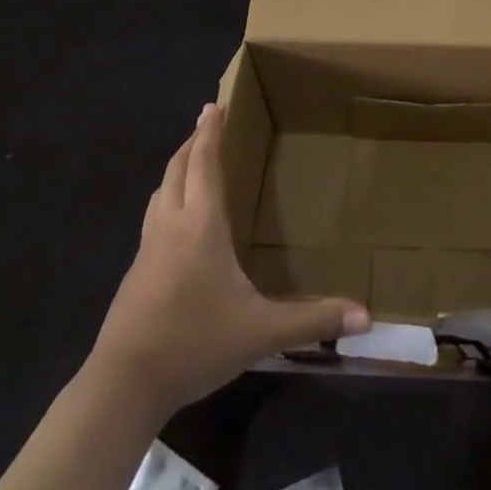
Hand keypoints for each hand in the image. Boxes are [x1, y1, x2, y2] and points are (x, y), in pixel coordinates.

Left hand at [90, 103, 369, 413]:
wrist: (123, 385)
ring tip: (192, 166)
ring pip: (160, 193)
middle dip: (192, 143)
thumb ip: (312, 320)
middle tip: (206, 125)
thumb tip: (366, 317)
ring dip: (176, 171)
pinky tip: (177, 226)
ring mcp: (147, 249)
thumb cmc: (195, 342)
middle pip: (177, 170)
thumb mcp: (261, 331)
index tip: (212, 104)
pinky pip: (152, 220)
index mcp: (200, 224)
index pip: (204, 163)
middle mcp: (170, 225)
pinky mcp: (134, 274)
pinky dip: (167, 202)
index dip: (208, 132)